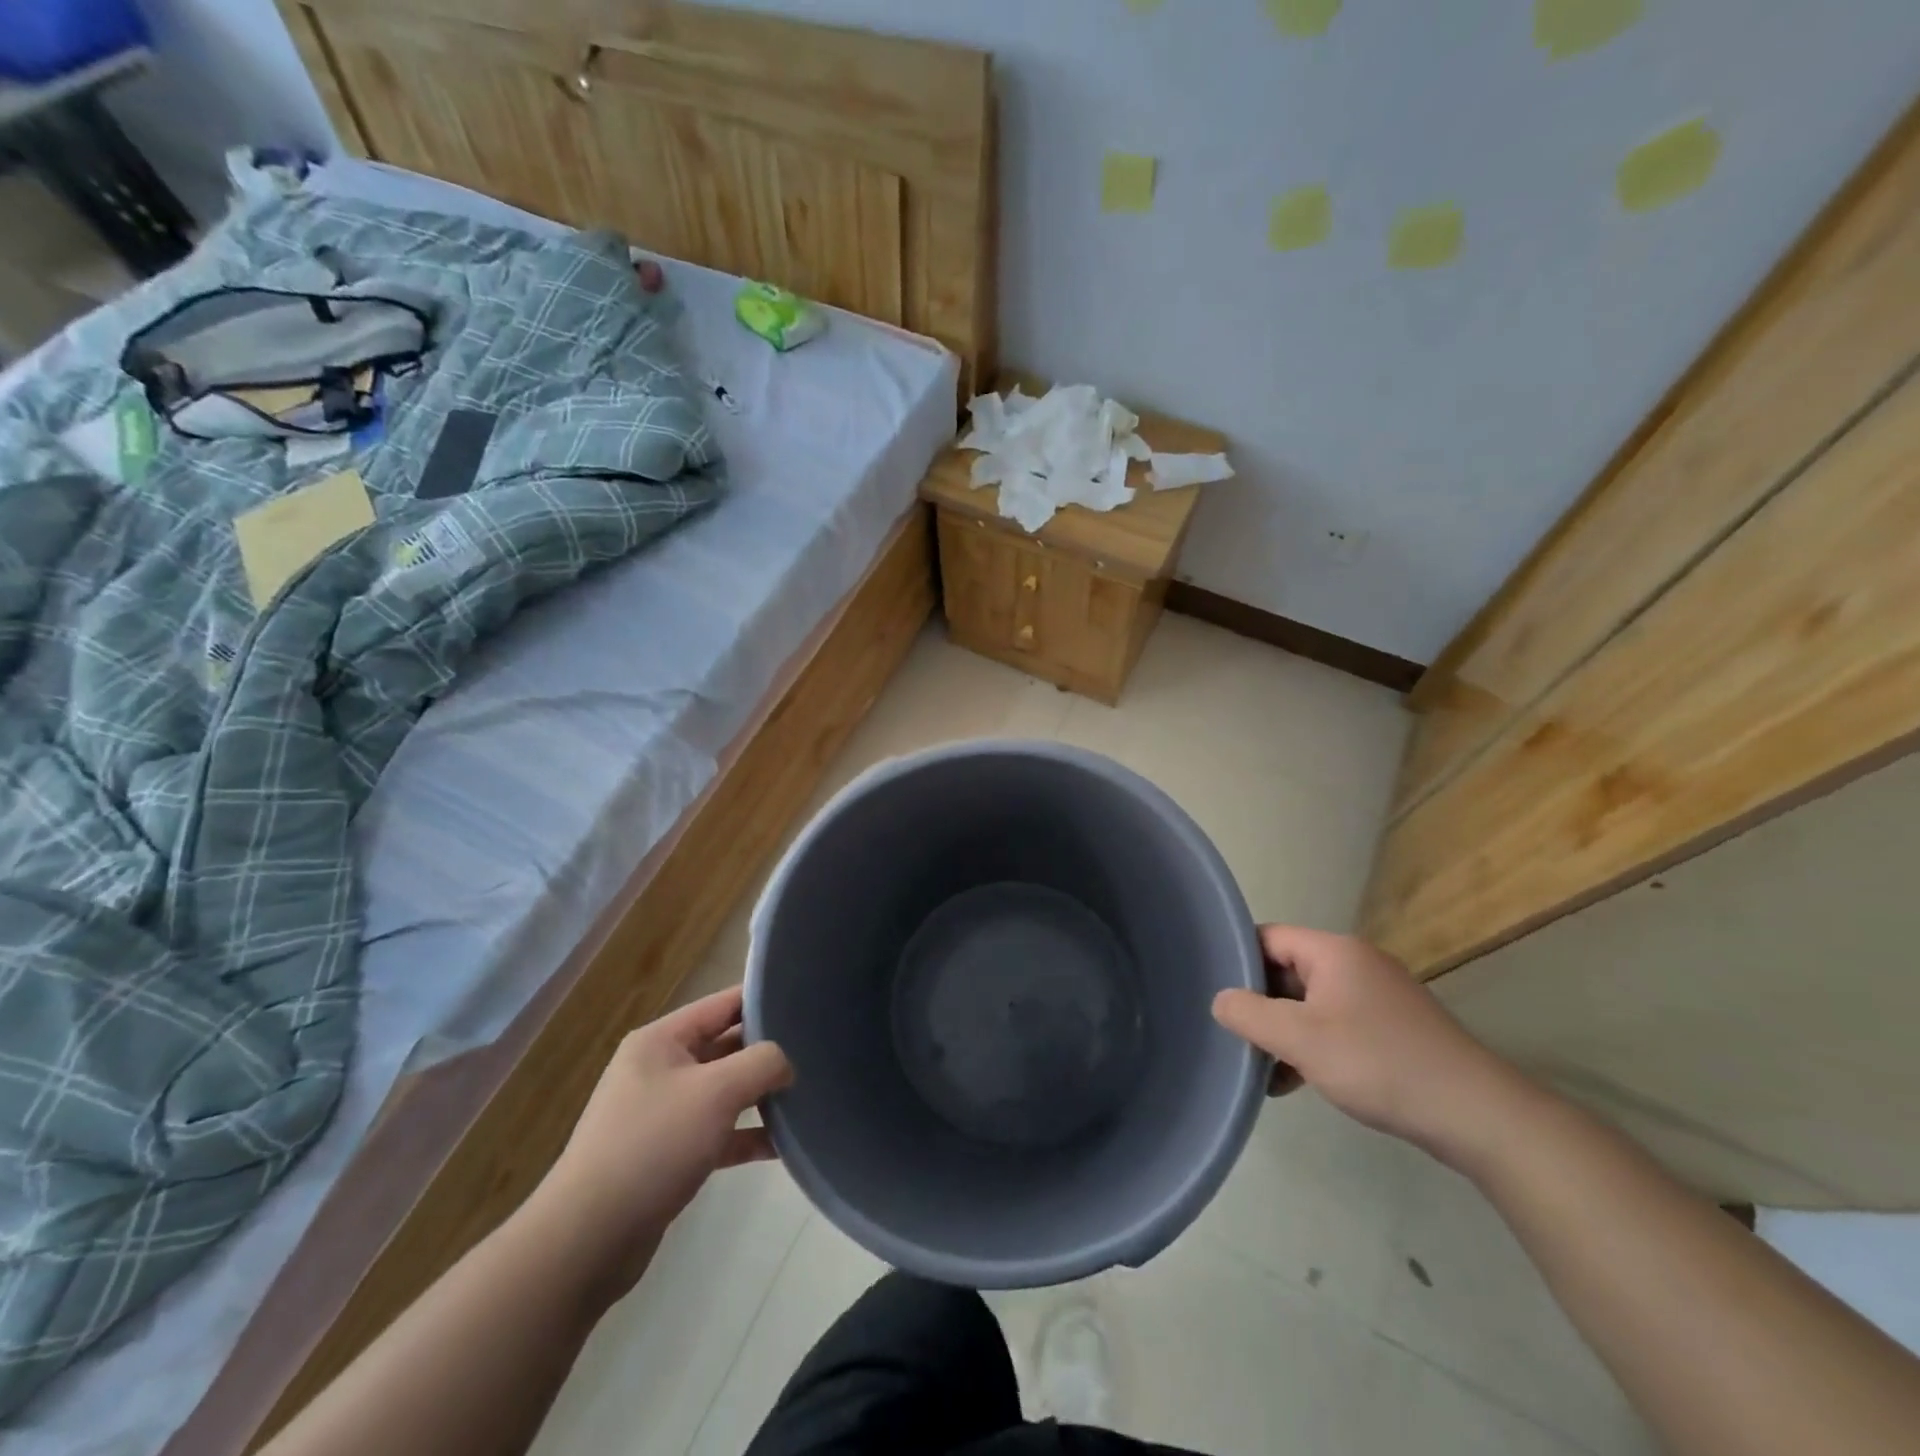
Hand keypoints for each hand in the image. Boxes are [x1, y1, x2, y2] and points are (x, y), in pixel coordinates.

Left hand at [528, 986, 792, 1298]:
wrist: (588, 1240)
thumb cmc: (653, 1145)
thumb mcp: (717, 1092)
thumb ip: (762, 1063)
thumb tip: (786, 1063)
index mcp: (662, 1040)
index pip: (723, 1003)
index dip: (764, 1000)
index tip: (807, 1002)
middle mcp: (660, 1069)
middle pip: (726, 1046)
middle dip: (767, 1051)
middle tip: (815, 1052)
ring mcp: (662, 1113)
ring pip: (724, 1091)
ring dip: (760, 1096)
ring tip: (807, 1096)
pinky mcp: (668, 1155)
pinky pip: (717, 1132)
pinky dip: (746, 1135)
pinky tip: (782, 1146)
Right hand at [1211, 925, 1517, 1158]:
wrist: (1477, 1115)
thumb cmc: (1379, 1063)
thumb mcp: (1300, 1038)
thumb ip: (1249, 1014)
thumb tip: (1220, 999)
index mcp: (1334, 951)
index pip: (1267, 937)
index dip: (1237, 961)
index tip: (1213, 992)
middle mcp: (1356, 963)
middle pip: (1287, 970)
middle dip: (1259, 1002)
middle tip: (1233, 1035)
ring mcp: (1377, 996)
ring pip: (1309, 1002)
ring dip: (1284, 1031)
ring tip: (1261, 1067)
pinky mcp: (1392, 1028)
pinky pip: (1335, 1024)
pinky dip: (1311, 1046)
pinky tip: (1295, 1081)